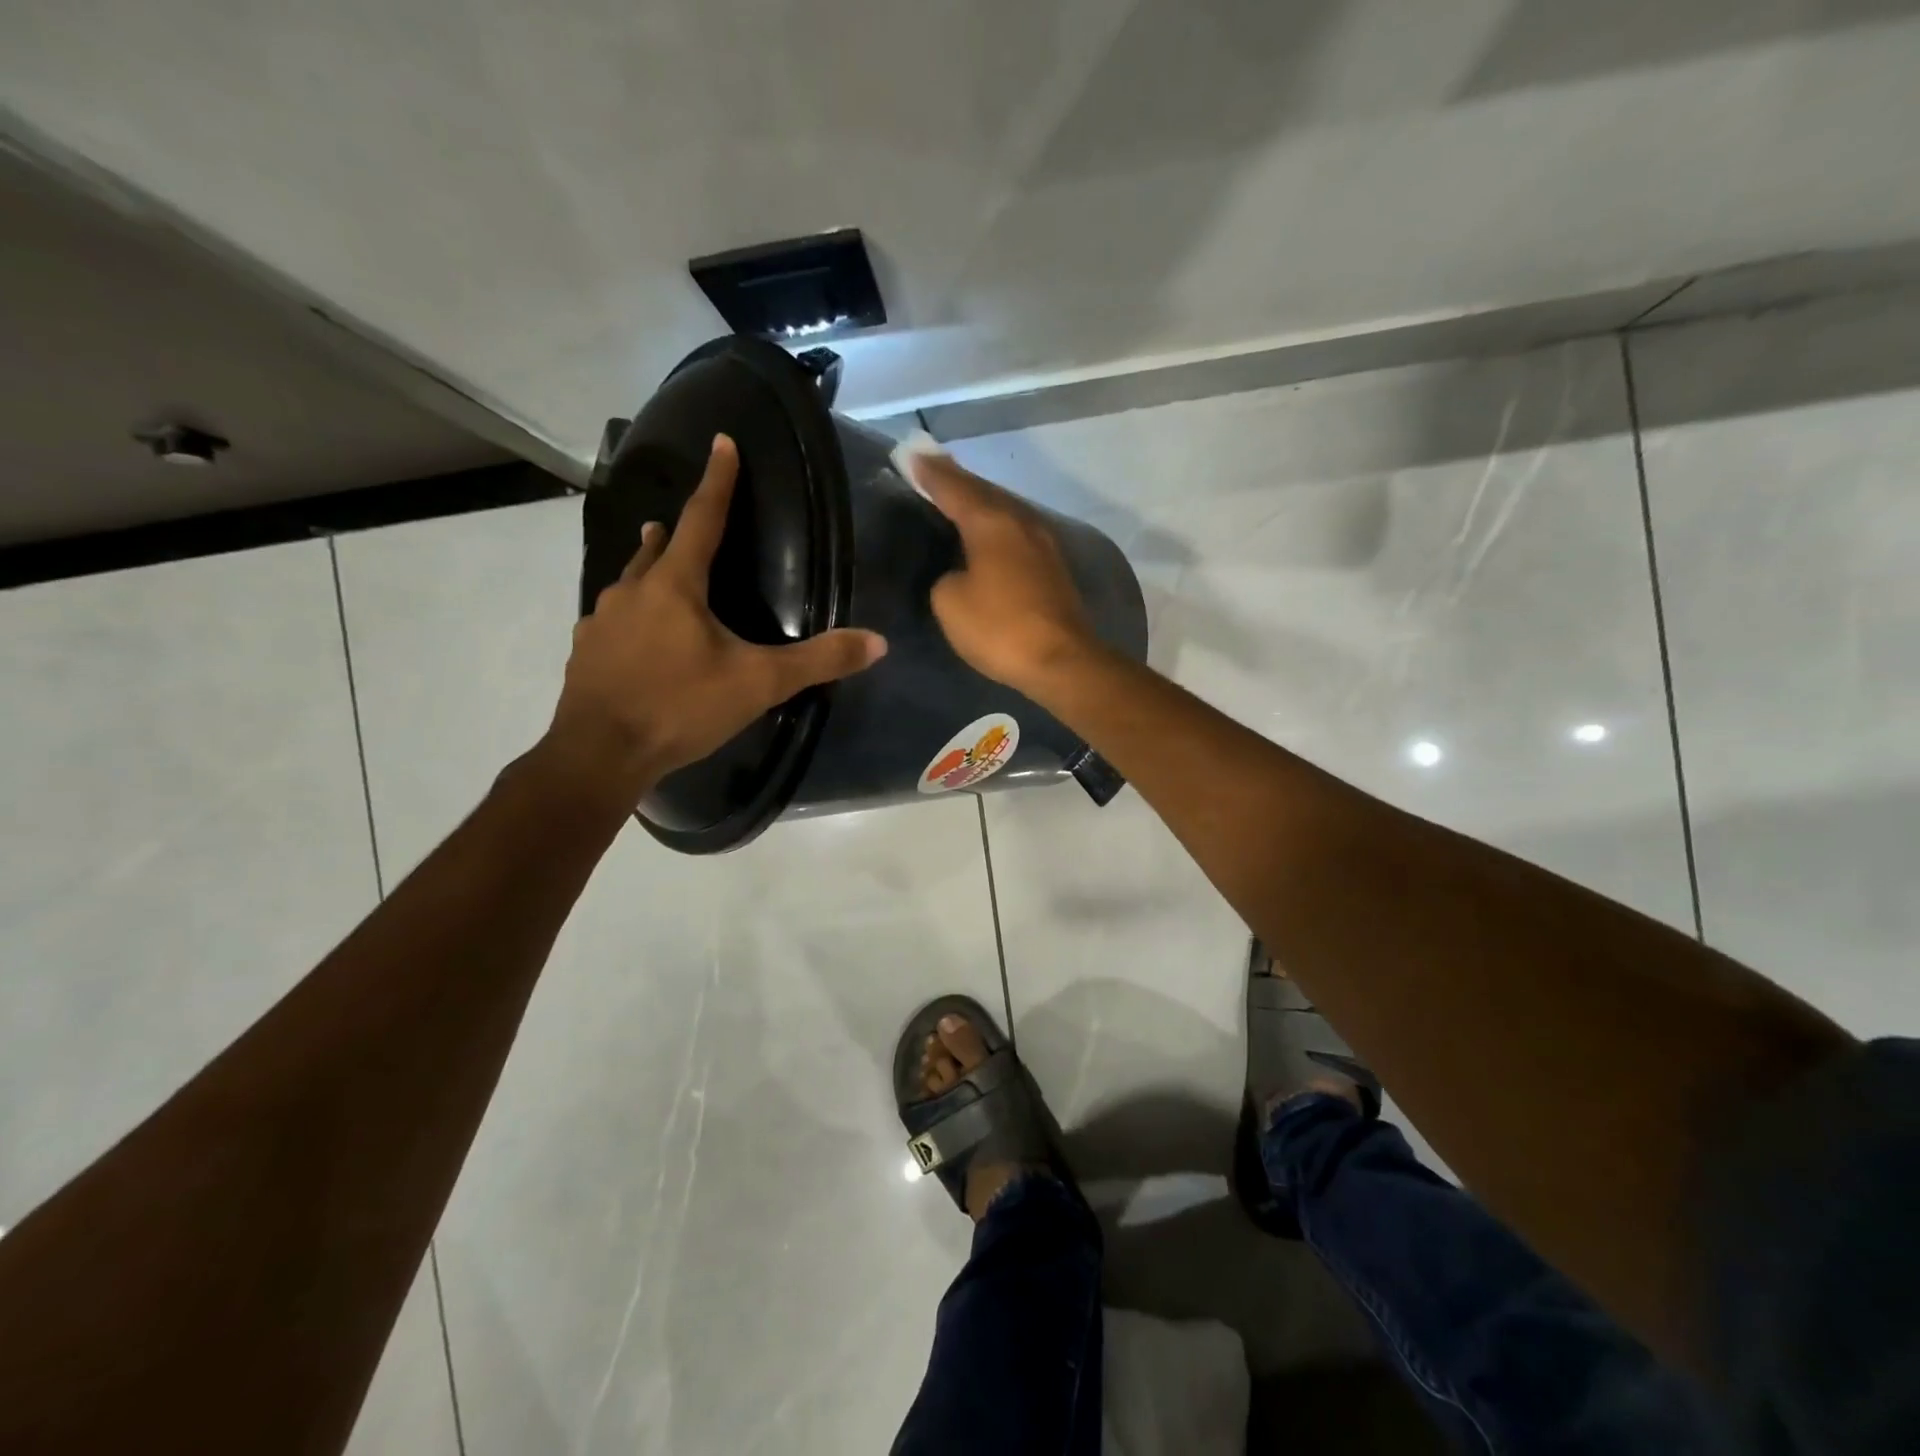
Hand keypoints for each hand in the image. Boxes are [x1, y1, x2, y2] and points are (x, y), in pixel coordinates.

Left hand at [546, 434, 886, 795]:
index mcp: (675, 586)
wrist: (599, 755)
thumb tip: (878, 642)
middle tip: (680, 522)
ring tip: (655, 564)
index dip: (717, 480)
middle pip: (655, 549)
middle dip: (672, 531)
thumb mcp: (758, 684)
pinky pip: (612, 620)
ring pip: (629, 583)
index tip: (722, 442)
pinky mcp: (586, 654)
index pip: (701, 519)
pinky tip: (635, 636)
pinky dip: (630, 615)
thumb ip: (818, 661)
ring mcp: (601, 623)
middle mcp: (632, 592)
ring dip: (647, 569)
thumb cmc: (680, 707)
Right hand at [904, 443, 1101, 695]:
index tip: (910, 453)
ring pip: (1004, 509)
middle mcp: (1020, 522)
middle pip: (983, 491)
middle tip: (932, 466)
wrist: (1061, 660)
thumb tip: (959, 573)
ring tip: (958, 494)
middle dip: (956, 479)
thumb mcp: (950, 603)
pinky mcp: (1053, 567)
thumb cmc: (999, 628)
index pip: (953, 487)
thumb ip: (946, 578)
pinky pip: (1016, 532)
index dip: (929, 472)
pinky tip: (989, 532)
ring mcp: (1042, 543)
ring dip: (980, 500)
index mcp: (990, 522)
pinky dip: (997, 524)